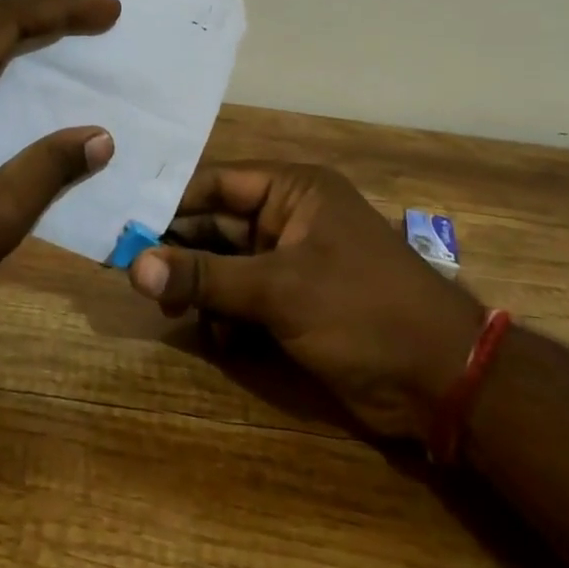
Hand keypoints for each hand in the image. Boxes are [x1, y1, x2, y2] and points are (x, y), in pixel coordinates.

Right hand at [126, 162, 484, 436]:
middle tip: (136, 277)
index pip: (216, 184)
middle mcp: (289, 218)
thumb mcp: (279, 290)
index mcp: (293, 191)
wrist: (444, 383)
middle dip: (181, 252)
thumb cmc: (362, 311)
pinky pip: (244, 298)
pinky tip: (219, 339)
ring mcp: (292, 262)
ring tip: (175, 312)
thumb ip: (205, 277)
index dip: (169, 204)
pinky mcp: (296, 303)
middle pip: (216, 225)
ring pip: (226, 265)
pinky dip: (227, 316)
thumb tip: (133, 267)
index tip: (124, 226)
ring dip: (201, 288)